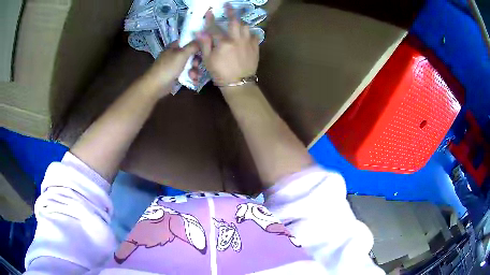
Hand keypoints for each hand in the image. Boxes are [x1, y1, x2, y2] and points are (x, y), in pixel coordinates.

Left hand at [143, 41, 199, 96]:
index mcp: (175, 46)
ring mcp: (175, 65)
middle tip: (196, 65)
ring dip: (194, 70)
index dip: (197, 44)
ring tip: (194, 76)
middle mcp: (175, 54)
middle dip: (196, 61)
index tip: (205, 49)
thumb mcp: (182, 54)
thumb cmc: (168, 67)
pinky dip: (191, 76)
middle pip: (191, 54)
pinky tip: (194, 81)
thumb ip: (193, 46)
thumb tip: (202, 39)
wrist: (156, 85)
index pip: (188, 41)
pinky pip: (186, 73)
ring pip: (190, 64)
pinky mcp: (175, 75)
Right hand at [197, 4, 259, 85]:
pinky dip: (250, 33)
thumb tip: (200, 32)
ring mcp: (248, 43)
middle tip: (228, 5)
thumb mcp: (208, 60)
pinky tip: (247, 34)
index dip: (211, 19)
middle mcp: (237, 39)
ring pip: (246, 27)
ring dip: (241, 22)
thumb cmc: (220, 73)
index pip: (215, 27)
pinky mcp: (255, 48)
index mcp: (223, 42)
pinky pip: (255, 36)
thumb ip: (205, 44)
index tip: (209, 12)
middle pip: (234, 21)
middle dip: (231, 12)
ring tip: (238, 21)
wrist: (239, 84)